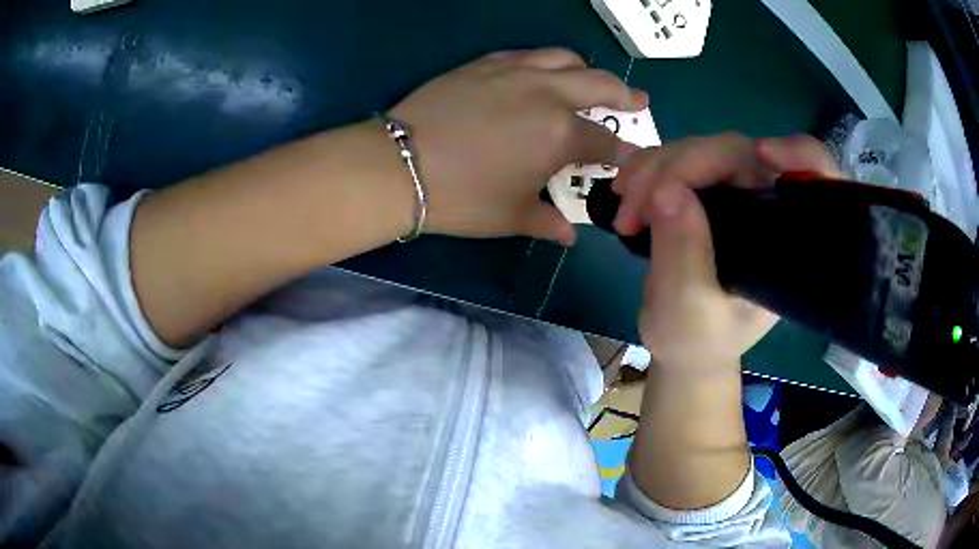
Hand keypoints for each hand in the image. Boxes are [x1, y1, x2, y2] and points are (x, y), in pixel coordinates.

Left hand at [390, 48, 646, 244]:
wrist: (398, 165)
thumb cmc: (461, 197)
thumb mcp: (511, 216)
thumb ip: (547, 222)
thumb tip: (569, 234)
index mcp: (560, 133)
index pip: (606, 140)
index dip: (624, 151)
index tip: (633, 156)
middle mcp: (546, 93)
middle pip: (599, 83)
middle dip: (624, 93)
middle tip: (637, 100)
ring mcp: (514, 72)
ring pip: (564, 58)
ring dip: (587, 70)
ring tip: (591, 81)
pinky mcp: (485, 64)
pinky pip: (527, 55)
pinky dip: (545, 62)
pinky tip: (542, 73)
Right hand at [612, 133, 839, 369]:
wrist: (681, 345)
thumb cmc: (697, 341)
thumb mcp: (688, 311)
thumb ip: (684, 256)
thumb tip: (667, 189)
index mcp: (785, 241)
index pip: (814, 180)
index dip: (800, 155)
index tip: (764, 154)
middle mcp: (767, 207)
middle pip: (738, 153)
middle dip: (682, 166)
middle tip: (634, 206)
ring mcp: (737, 194)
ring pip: (703, 150)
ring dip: (655, 166)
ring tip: (624, 203)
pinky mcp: (707, 189)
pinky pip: (679, 159)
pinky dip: (648, 167)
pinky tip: (625, 188)